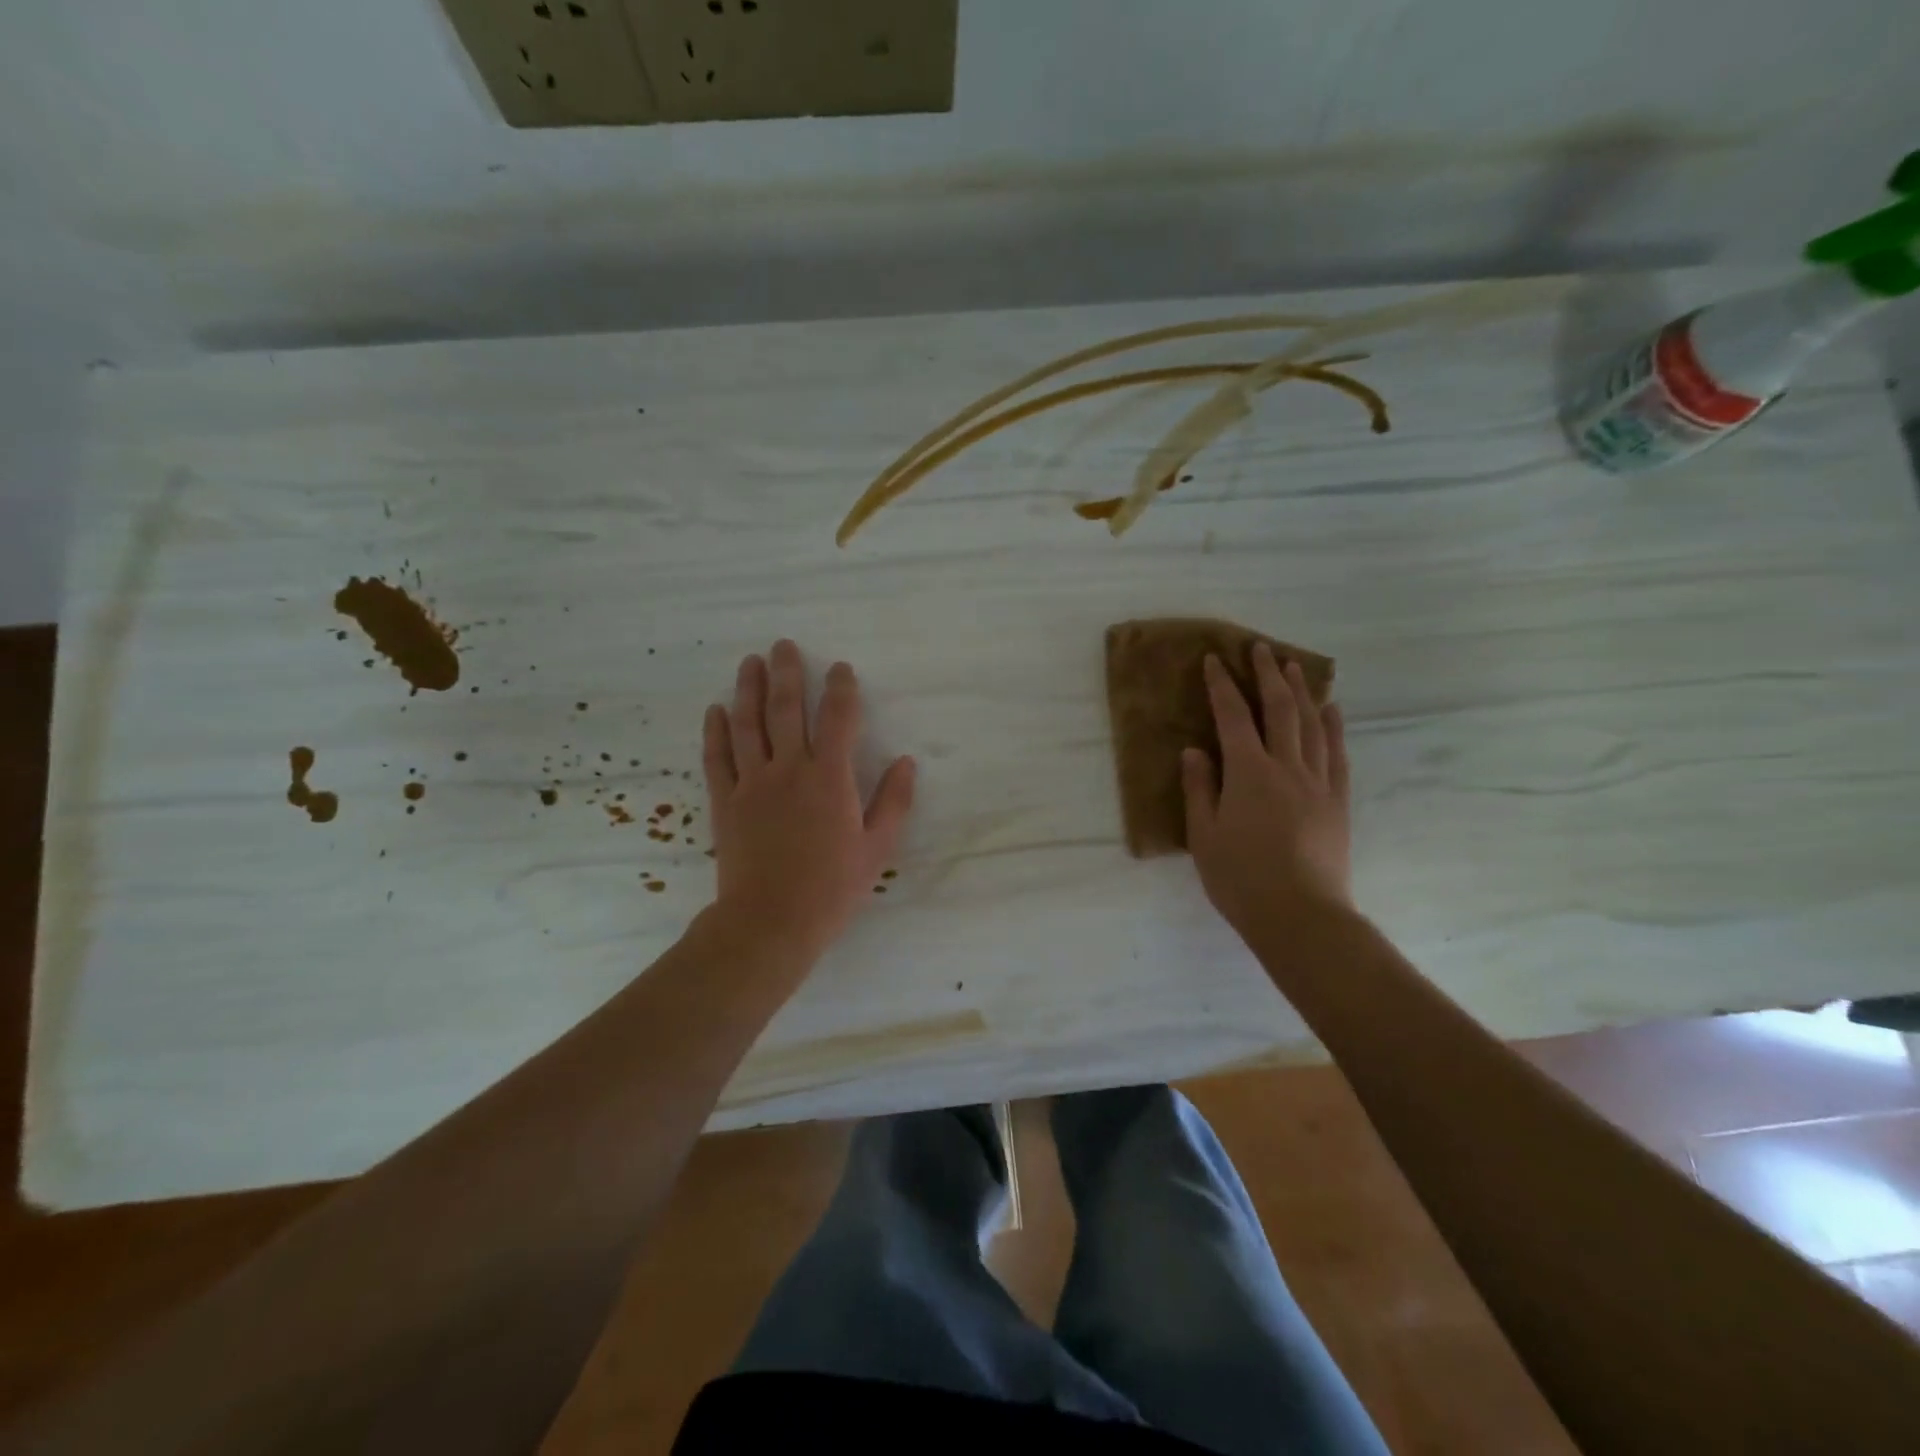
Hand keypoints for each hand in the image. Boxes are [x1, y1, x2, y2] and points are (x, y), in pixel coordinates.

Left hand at [702, 640, 915, 963]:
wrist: (770, 921)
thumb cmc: (831, 888)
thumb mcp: (877, 848)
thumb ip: (894, 802)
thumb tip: (907, 762)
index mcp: (830, 778)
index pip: (837, 718)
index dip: (841, 688)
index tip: (841, 668)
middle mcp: (789, 769)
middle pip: (785, 708)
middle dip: (786, 672)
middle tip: (782, 645)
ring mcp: (752, 783)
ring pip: (747, 724)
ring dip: (748, 688)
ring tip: (749, 662)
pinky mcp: (725, 801)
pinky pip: (717, 757)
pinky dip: (715, 731)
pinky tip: (716, 709)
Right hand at [1182, 644, 1352, 940]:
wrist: (1301, 915)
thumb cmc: (1241, 878)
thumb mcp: (1204, 836)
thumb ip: (1199, 789)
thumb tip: (1194, 750)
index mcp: (1248, 773)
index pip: (1232, 717)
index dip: (1221, 685)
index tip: (1214, 659)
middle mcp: (1286, 767)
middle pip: (1279, 709)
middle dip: (1268, 674)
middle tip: (1260, 648)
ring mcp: (1318, 782)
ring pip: (1312, 724)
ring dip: (1302, 691)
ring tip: (1294, 666)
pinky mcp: (1338, 801)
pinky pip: (1337, 753)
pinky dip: (1333, 726)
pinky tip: (1331, 709)